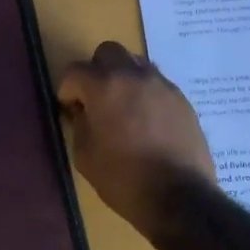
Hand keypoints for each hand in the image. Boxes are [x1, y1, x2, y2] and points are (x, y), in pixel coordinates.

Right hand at [57, 42, 216, 242]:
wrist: (178, 196)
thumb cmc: (123, 178)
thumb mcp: (85, 155)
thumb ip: (80, 124)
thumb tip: (83, 111)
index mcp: (104, 86)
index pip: (75, 71)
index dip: (67, 90)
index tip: (70, 110)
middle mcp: (134, 75)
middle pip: (108, 52)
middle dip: (96, 71)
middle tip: (96, 99)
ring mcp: (162, 85)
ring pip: (136, 63)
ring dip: (123, 78)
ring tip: (123, 108)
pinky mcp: (182, 99)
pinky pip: (157, 83)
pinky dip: (145, 93)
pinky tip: (147, 121)